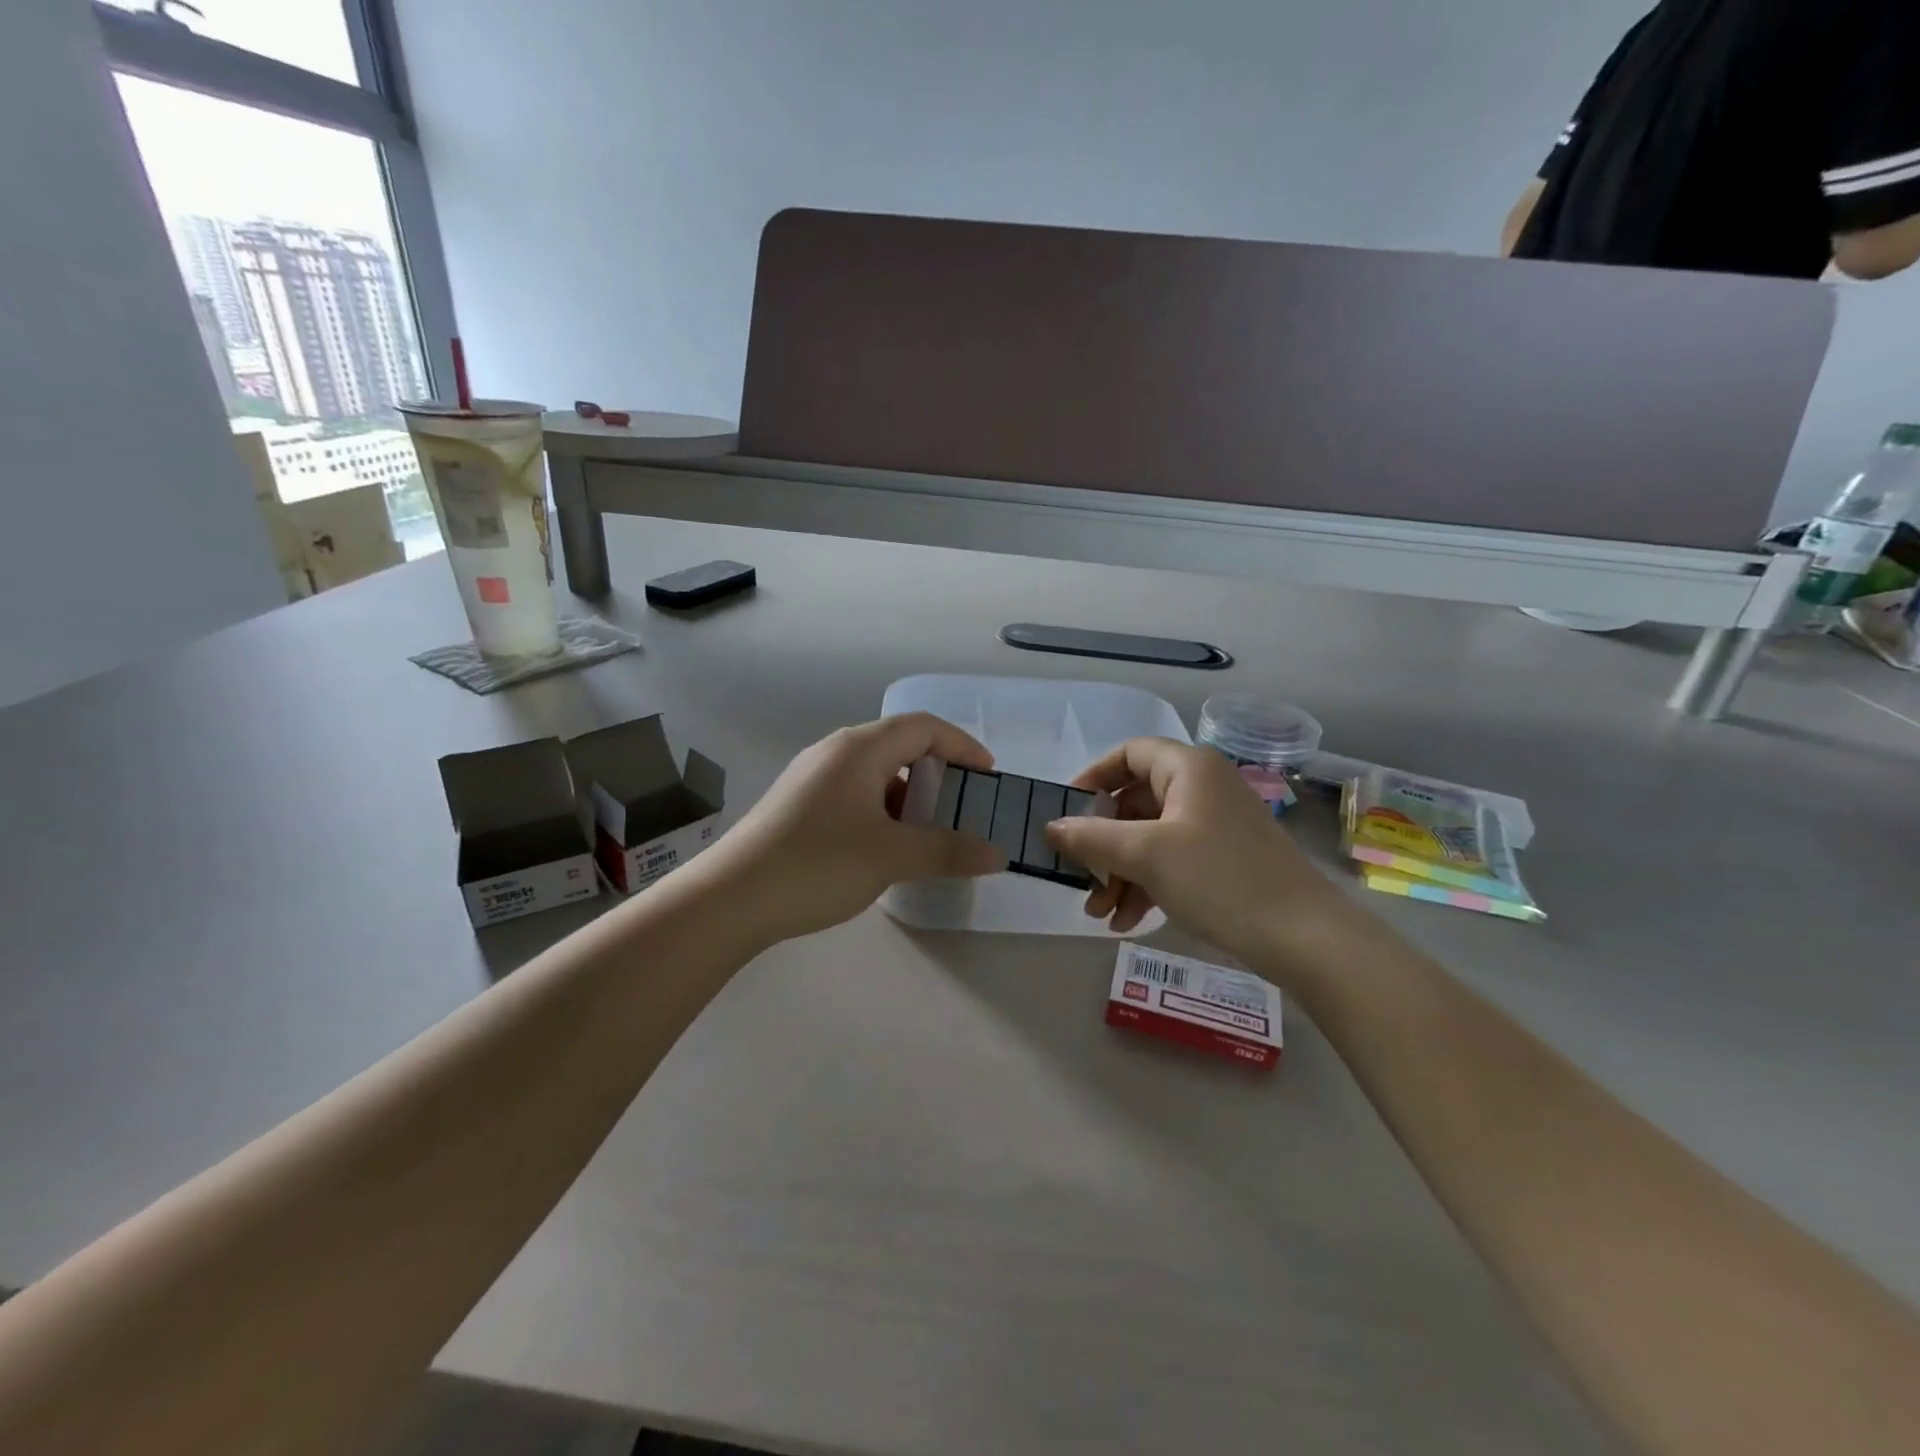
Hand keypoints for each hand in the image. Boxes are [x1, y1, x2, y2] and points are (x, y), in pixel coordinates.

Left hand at [698, 714, 1005, 944]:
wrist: (731, 899)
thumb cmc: (818, 864)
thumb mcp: (892, 856)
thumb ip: (949, 851)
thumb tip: (998, 854)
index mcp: (860, 748)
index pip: (924, 727)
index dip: (962, 746)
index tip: (988, 777)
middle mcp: (835, 752)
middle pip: (900, 745)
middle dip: (937, 772)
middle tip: (962, 806)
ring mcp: (812, 777)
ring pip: (875, 772)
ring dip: (909, 795)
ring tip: (928, 832)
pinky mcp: (799, 804)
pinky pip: (854, 793)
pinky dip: (882, 810)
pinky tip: (885, 846)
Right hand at [1044, 738, 1349, 963]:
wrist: (1305, 937)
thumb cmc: (1219, 879)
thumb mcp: (1145, 856)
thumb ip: (1091, 838)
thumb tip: (1051, 827)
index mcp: (1188, 768)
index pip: (1128, 754)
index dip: (1092, 778)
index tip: (1065, 812)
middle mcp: (1203, 787)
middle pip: (1135, 802)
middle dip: (1102, 844)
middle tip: (1079, 877)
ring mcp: (1217, 824)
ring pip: (1151, 837)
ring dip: (1120, 872)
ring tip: (1099, 913)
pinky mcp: (1226, 858)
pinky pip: (1173, 860)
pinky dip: (1147, 884)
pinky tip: (1127, 922)